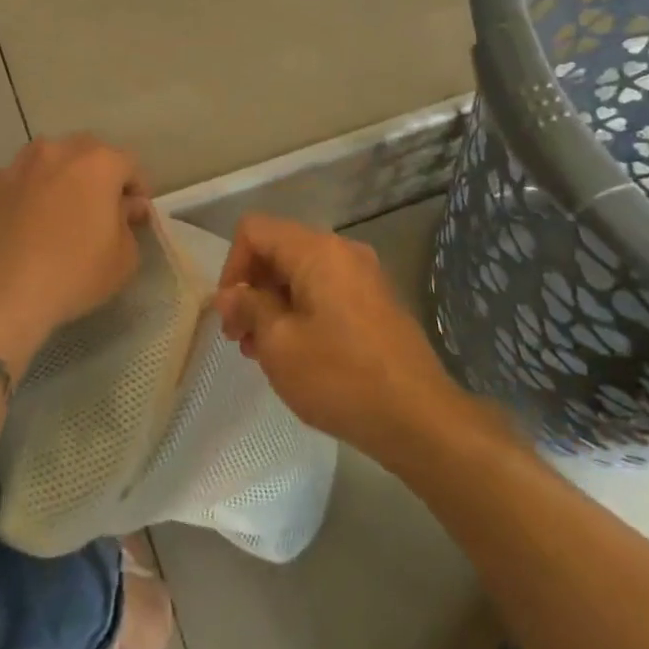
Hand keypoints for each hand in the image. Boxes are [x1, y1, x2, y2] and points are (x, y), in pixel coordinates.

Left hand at [0, 135, 150, 362]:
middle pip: (88, 152)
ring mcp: (20, 165)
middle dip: (99, 174)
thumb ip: (130, 223)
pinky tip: (28, 219)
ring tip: (61, 208)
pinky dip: (29, 191)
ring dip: (62, 175)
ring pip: (50, 158)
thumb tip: (125, 207)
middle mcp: (59, 152)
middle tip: (100, 208)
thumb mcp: (124, 258)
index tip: (135, 215)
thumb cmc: (75, 274)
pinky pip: (19, 179)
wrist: (4, 293)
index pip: (129, 164)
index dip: (137, 189)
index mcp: (99, 163)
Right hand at [214, 214, 463, 460]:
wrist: (419, 418)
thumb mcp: (279, 343)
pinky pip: (325, 292)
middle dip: (251, 289)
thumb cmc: (340, 377)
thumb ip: (248, 307)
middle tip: (239, 338)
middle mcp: (343, 251)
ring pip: (301, 275)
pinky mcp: (376, 303)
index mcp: (317, 251)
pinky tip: (295, 354)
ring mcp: (365, 277)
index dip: (231, 267)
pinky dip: (300, 313)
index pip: (254, 230)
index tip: (230, 313)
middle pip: (279, 250)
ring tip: (262, 352)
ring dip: (273, 305)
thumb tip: (230, 294)